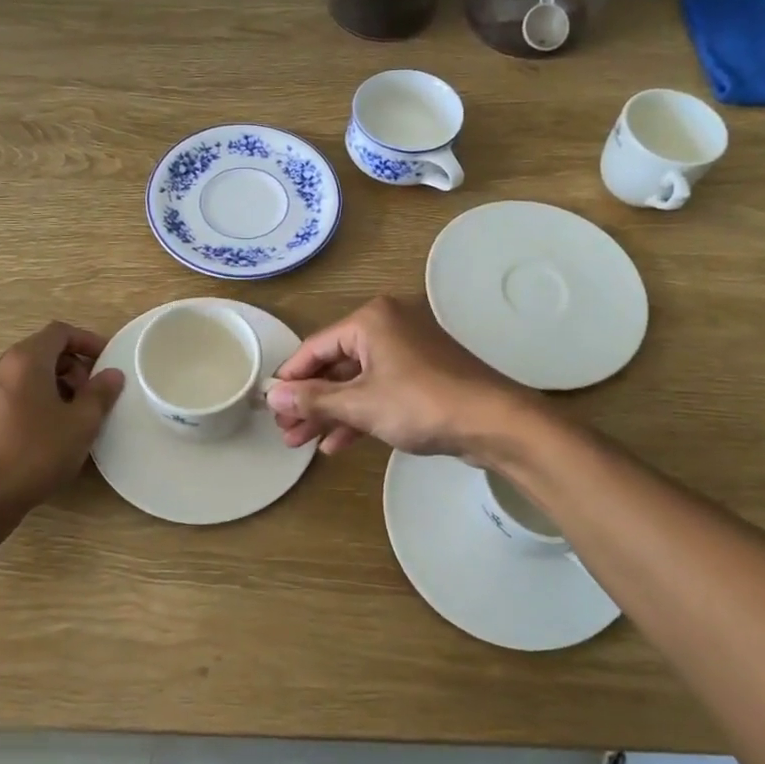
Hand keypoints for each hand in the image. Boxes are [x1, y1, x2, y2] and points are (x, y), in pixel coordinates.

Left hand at [0, 321, 124, 517]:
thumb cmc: (37, 453)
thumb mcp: (81, 424)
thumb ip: (100, 393)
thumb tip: (112, 374)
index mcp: (25, 360)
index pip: (59, 332)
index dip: (86, 341)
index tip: (105, 361)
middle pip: (40, 351)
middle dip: (70, 367)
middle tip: (89, 395)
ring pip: (22, 374)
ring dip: (50, 384)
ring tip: (68, 415)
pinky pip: (6, 394)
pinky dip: (28, 399)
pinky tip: (41, 431)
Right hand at [265, 296, 531, 460]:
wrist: (495, 423)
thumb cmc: (422, 404)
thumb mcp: (360, 404)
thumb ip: (313, 400)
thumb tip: (272, 397)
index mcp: (371, 320)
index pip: (315, 347)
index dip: (290, 378)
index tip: (269, 405)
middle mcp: (388, 326)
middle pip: (335, 365)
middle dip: (309, 401)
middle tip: (284, 432)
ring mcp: (407, 351)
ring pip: (356, 381)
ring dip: (330, 412)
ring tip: (301, 443)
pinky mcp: (422, 375)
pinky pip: (379, 390)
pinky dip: (359, 414)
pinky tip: (336, 444)